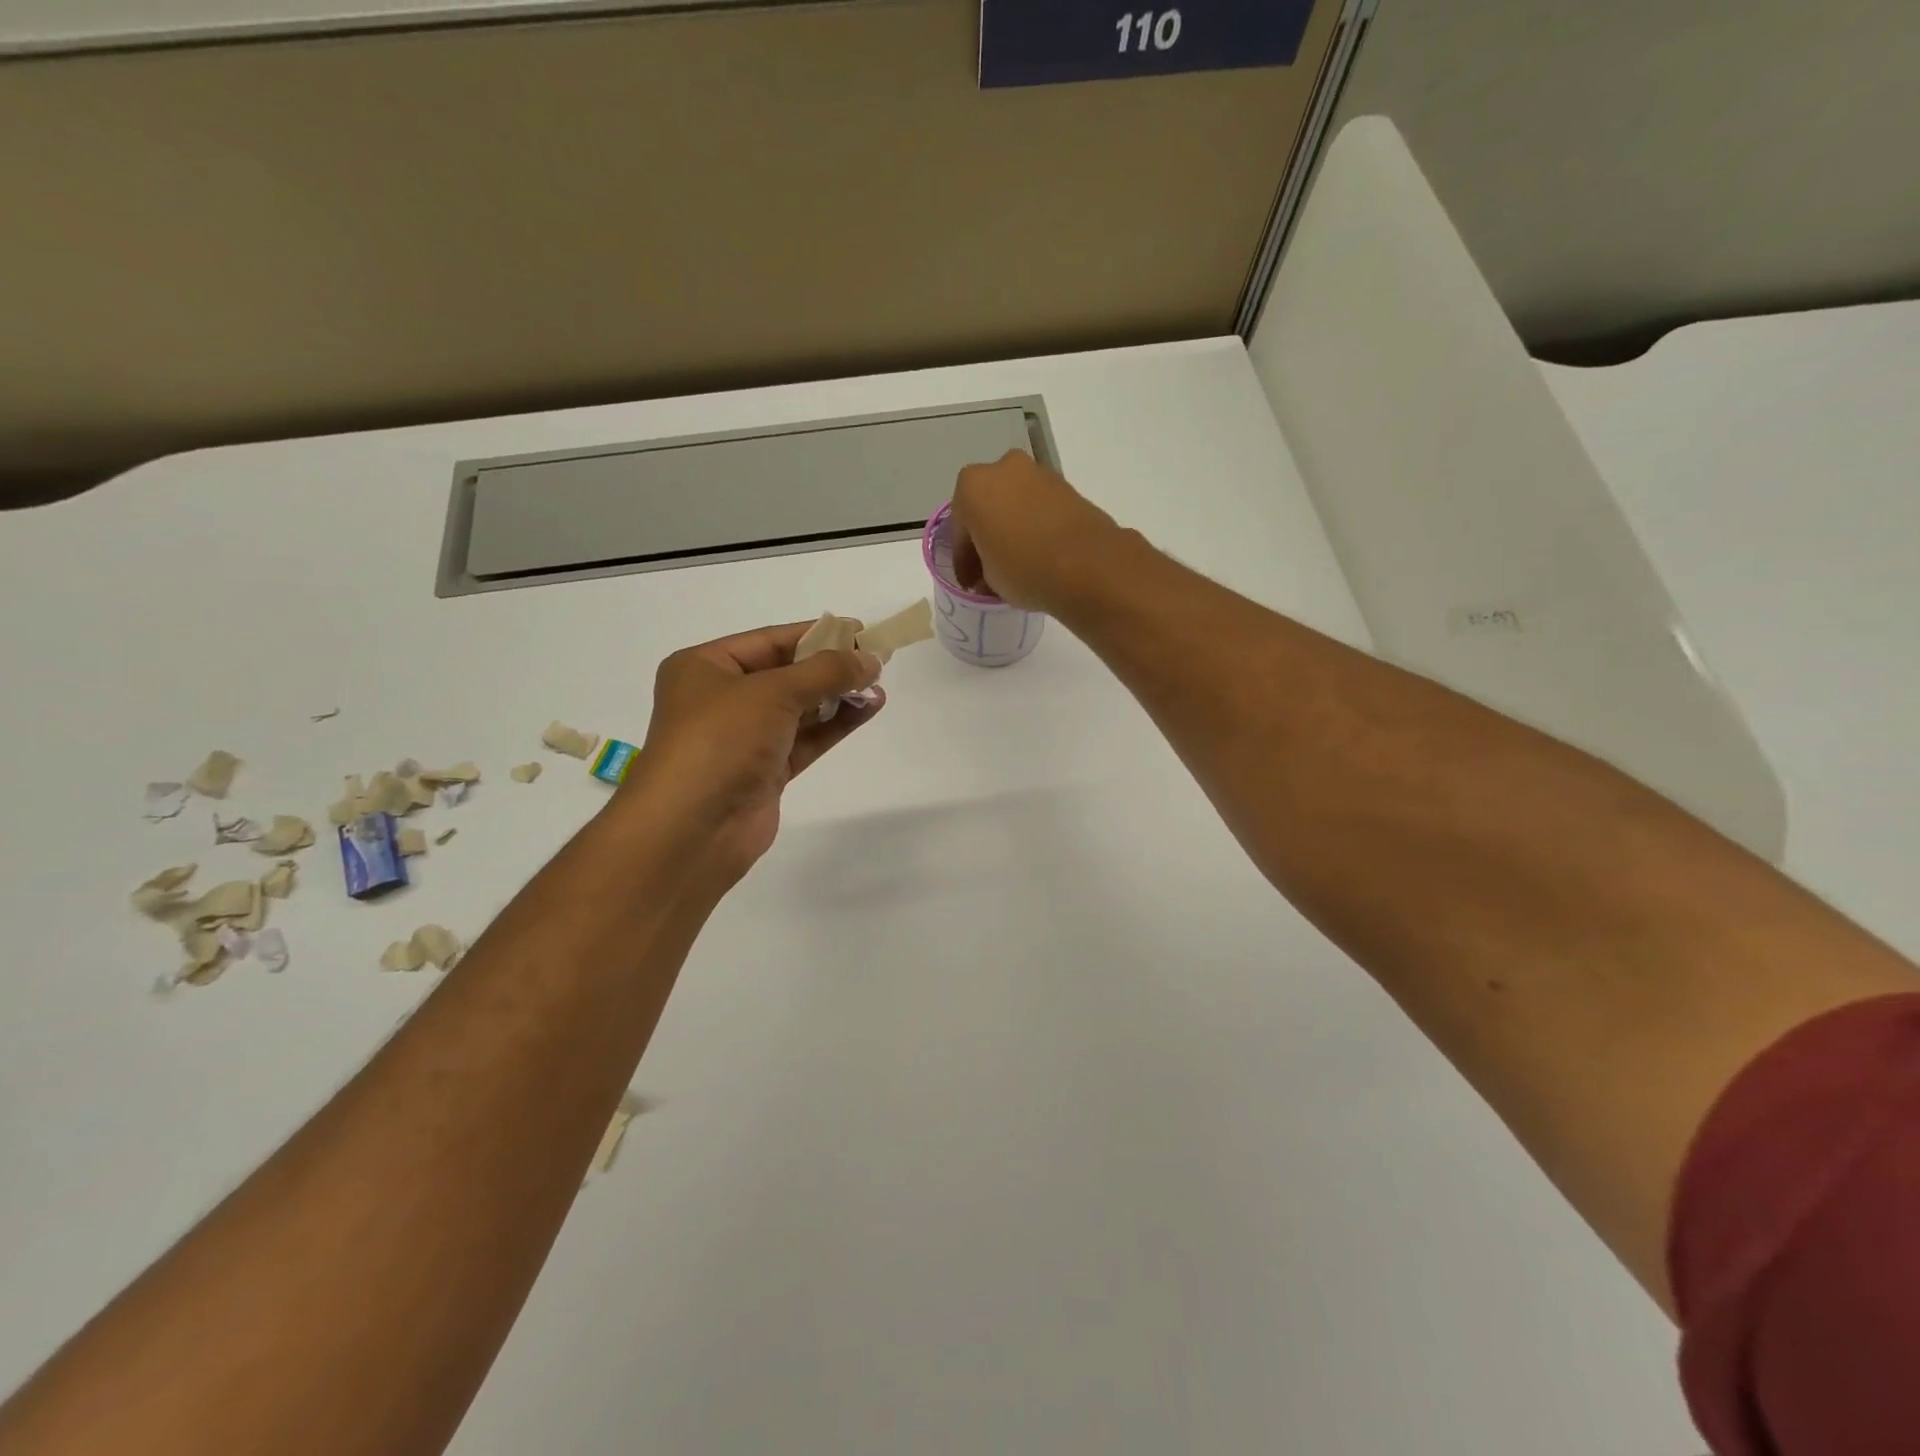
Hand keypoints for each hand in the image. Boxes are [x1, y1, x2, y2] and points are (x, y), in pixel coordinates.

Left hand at [624, 623, 883, 880]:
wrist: (692, 829)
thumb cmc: (721, 741)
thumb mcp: (773, 693)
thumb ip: (826, 672)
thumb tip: (870, 660)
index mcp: (705, 667)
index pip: (769, 640)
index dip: (815, 634)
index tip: (860, 631)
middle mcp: (721, 698)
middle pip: (785, 673)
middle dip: (830, 667)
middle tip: (876, 660)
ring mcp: (743, 738)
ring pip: (799, 709)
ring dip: (837, 697)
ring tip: (878, 686)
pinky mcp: (764, 771)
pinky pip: (805, 739)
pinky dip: (834, 725)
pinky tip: (867, 710)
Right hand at [950, 450, 1120, 611]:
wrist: (1088, 564)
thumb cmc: (1024, 568)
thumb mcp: (989, 579)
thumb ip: (982, 570)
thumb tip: (987, 575)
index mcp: (972, 486)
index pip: (959, 528)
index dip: (963, 560)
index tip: (969, 582)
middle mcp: (1003, 468)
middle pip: (987, 506)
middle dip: (987, 535)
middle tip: (990, 569)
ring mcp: (1038, 473)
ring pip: (1014, 503)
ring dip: (1012, 528)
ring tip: (1017, 562)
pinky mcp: (1067, 486)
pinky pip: (1040, 507)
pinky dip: (1035, 525)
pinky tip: (1040, 552)